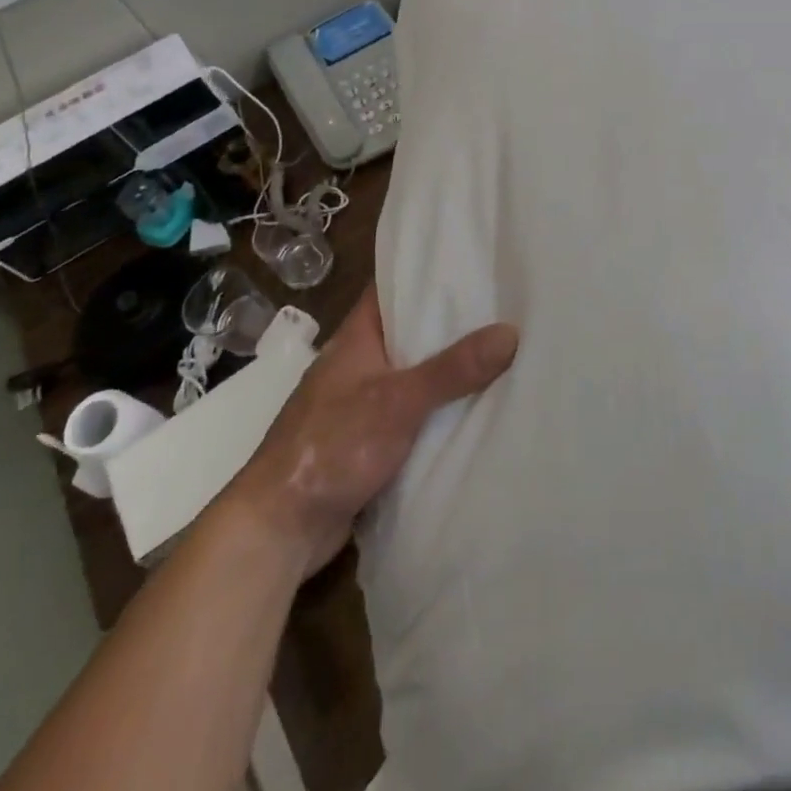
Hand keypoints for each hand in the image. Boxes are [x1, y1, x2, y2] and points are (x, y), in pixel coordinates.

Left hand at [226, 284, 517, 577]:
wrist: (279, 529)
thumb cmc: (330, 446)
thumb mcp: (397, 401)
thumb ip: (452, 369)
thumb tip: (511, 332)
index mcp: (357, 337)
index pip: (394, 287)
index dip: (429, 271)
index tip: (474, 260)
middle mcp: (360, 363)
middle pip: (412, 331)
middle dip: (453, 322)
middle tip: (506, 306)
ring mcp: (363, 403)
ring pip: (416, 374)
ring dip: (450, 369)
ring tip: (504, 351)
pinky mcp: (369, 441)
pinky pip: (414, 413)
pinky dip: (440, 409)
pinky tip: (477, 407)